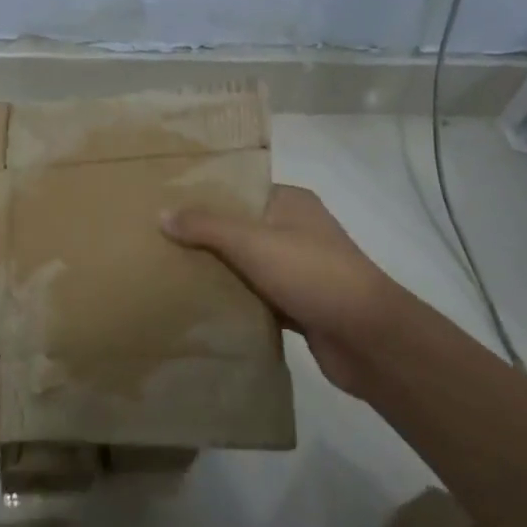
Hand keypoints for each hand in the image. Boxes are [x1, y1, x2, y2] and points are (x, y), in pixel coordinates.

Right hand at [163, 185, 415, 396]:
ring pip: (247, 265)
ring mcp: (299, 269)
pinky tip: (201, 307)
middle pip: (240, 228)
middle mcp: (295, 230)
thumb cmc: (312, 274)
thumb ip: (207, 226)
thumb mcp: (252, 242)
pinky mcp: (299, 304)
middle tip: (158, 241)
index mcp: (290, 202)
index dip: (204, 195)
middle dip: (204, 236)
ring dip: (218, 272)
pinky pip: (257, 297)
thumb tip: (162, 213)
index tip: (165, 203)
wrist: (368, 338)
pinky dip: (235, 301)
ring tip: (169, 273)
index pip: (240, 189)